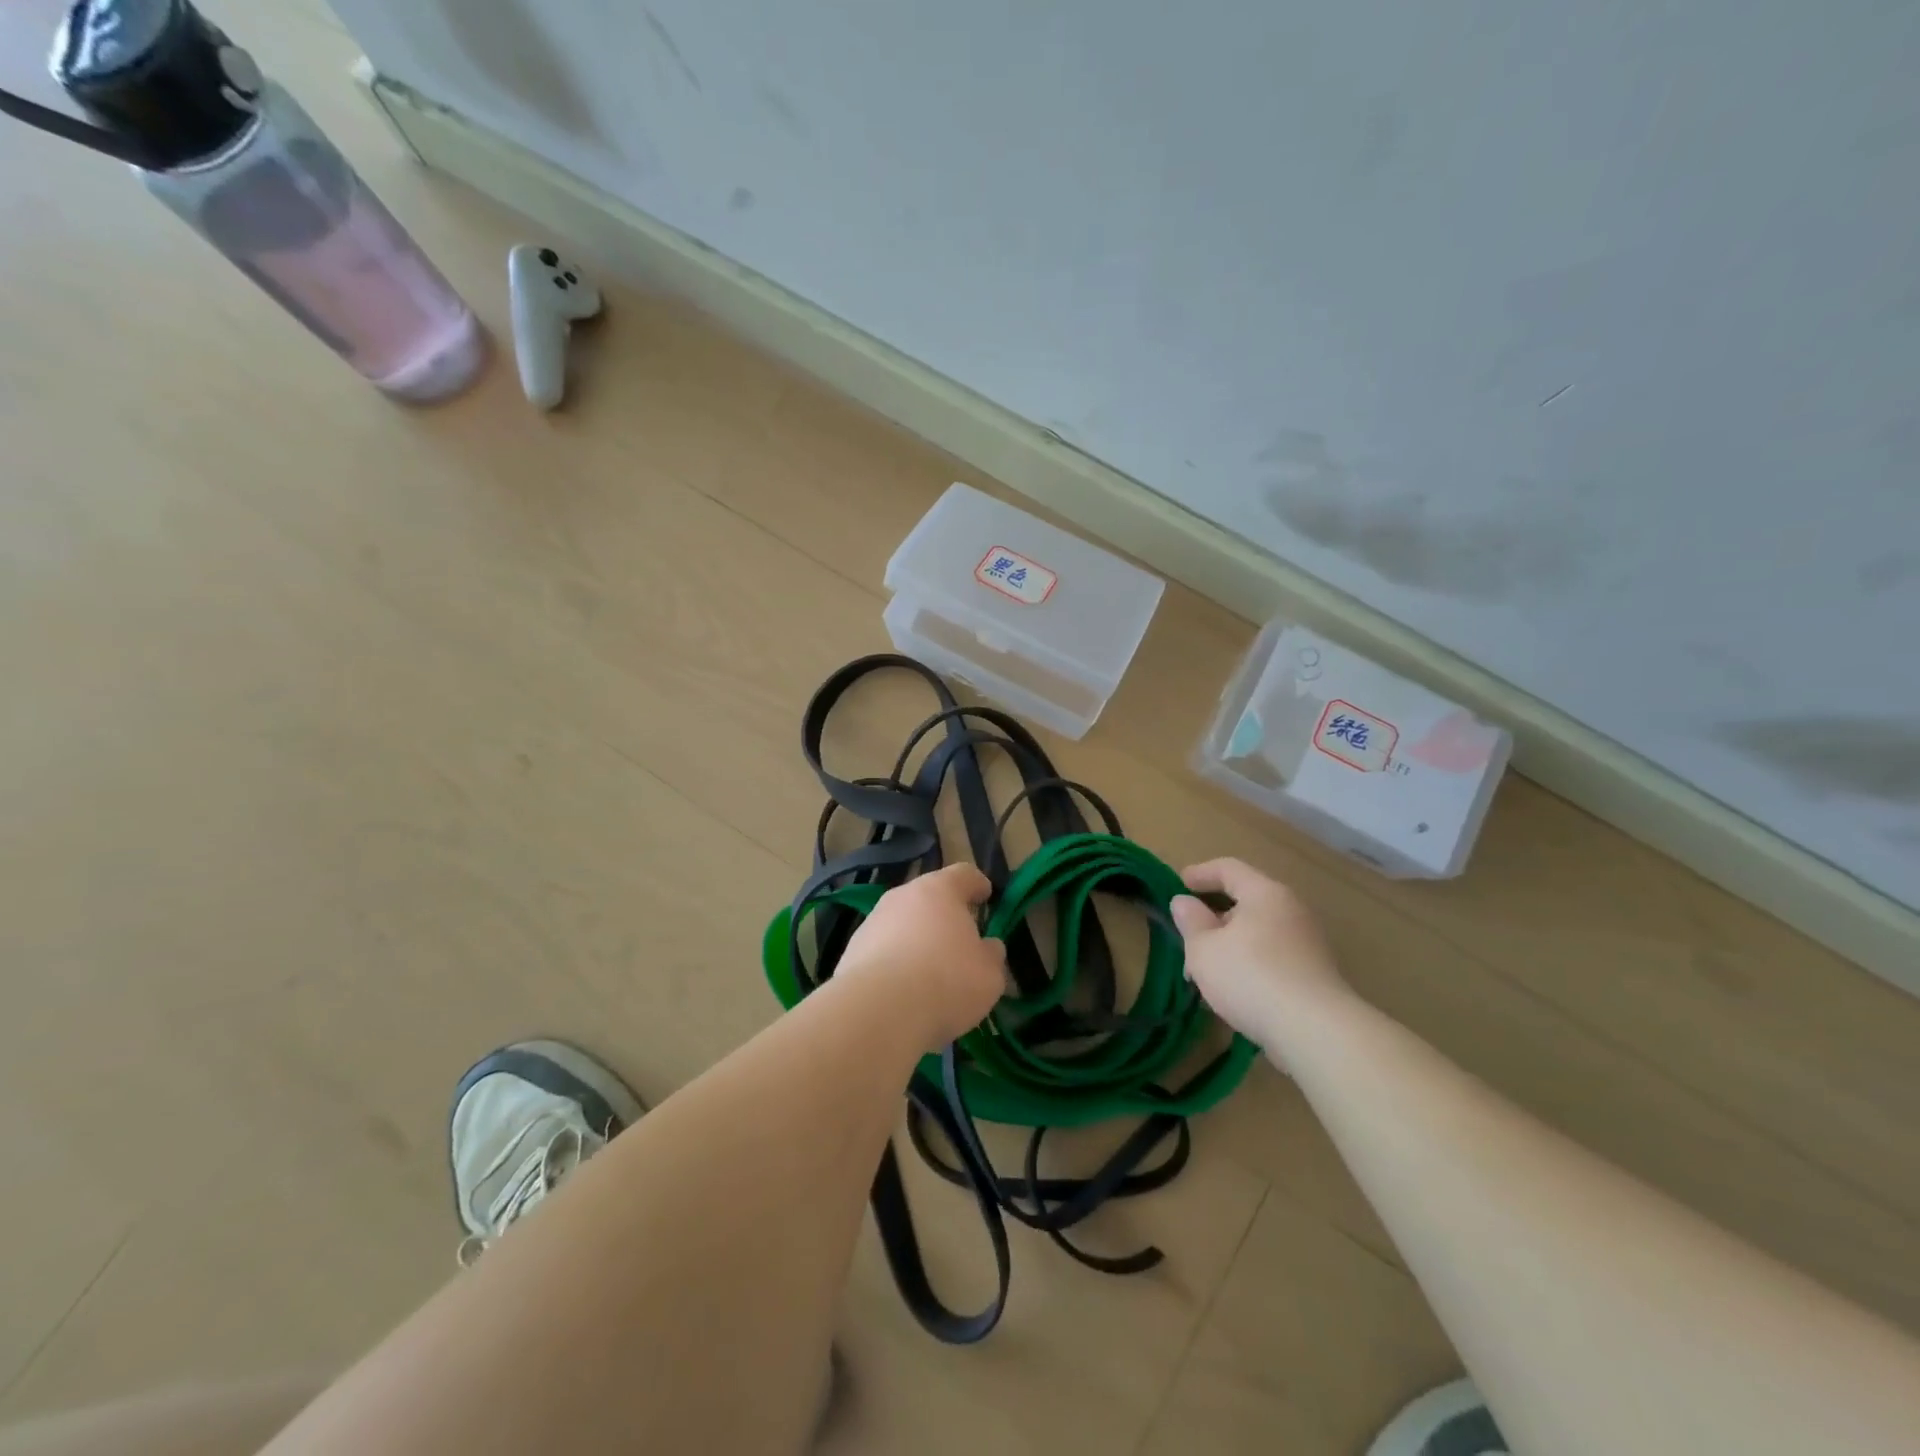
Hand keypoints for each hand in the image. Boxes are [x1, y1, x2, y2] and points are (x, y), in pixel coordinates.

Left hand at [834, 864, 1007, 1050]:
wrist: (878, 1011)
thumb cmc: (946, 981)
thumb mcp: (989, 974)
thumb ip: (991, 955)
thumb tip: (987, 947)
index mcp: (940, 890)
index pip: (964, 874)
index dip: (977, 884)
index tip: (986, 895)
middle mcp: (902, 896)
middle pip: (928, 898)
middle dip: (944, 916)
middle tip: (959, 940)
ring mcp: (872, 922)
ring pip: (902, 925)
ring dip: (916, 940)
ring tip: (929, 974)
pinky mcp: (851, 952)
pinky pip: (882, 952)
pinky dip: (894, 964)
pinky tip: (903, 993)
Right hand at [1170, 858, 1349, 1051]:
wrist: (1316, 1032)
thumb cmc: (1251, 977)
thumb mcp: (1204, 949)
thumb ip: (1191, 921)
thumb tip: (1184, 902)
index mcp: (1265, 893)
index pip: (1229, 868)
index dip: (1200, 873)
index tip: (1178, 883)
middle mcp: (1291, 910)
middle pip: (1245, 901)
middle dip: (1212, 916)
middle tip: (1188, 934)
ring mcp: (1307, 943)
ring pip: (1257, 932)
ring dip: (1228, 944)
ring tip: (1204, 970)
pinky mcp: (1314, 974)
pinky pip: (1272, 956)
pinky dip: (1248, 963)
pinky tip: (1232, 989)